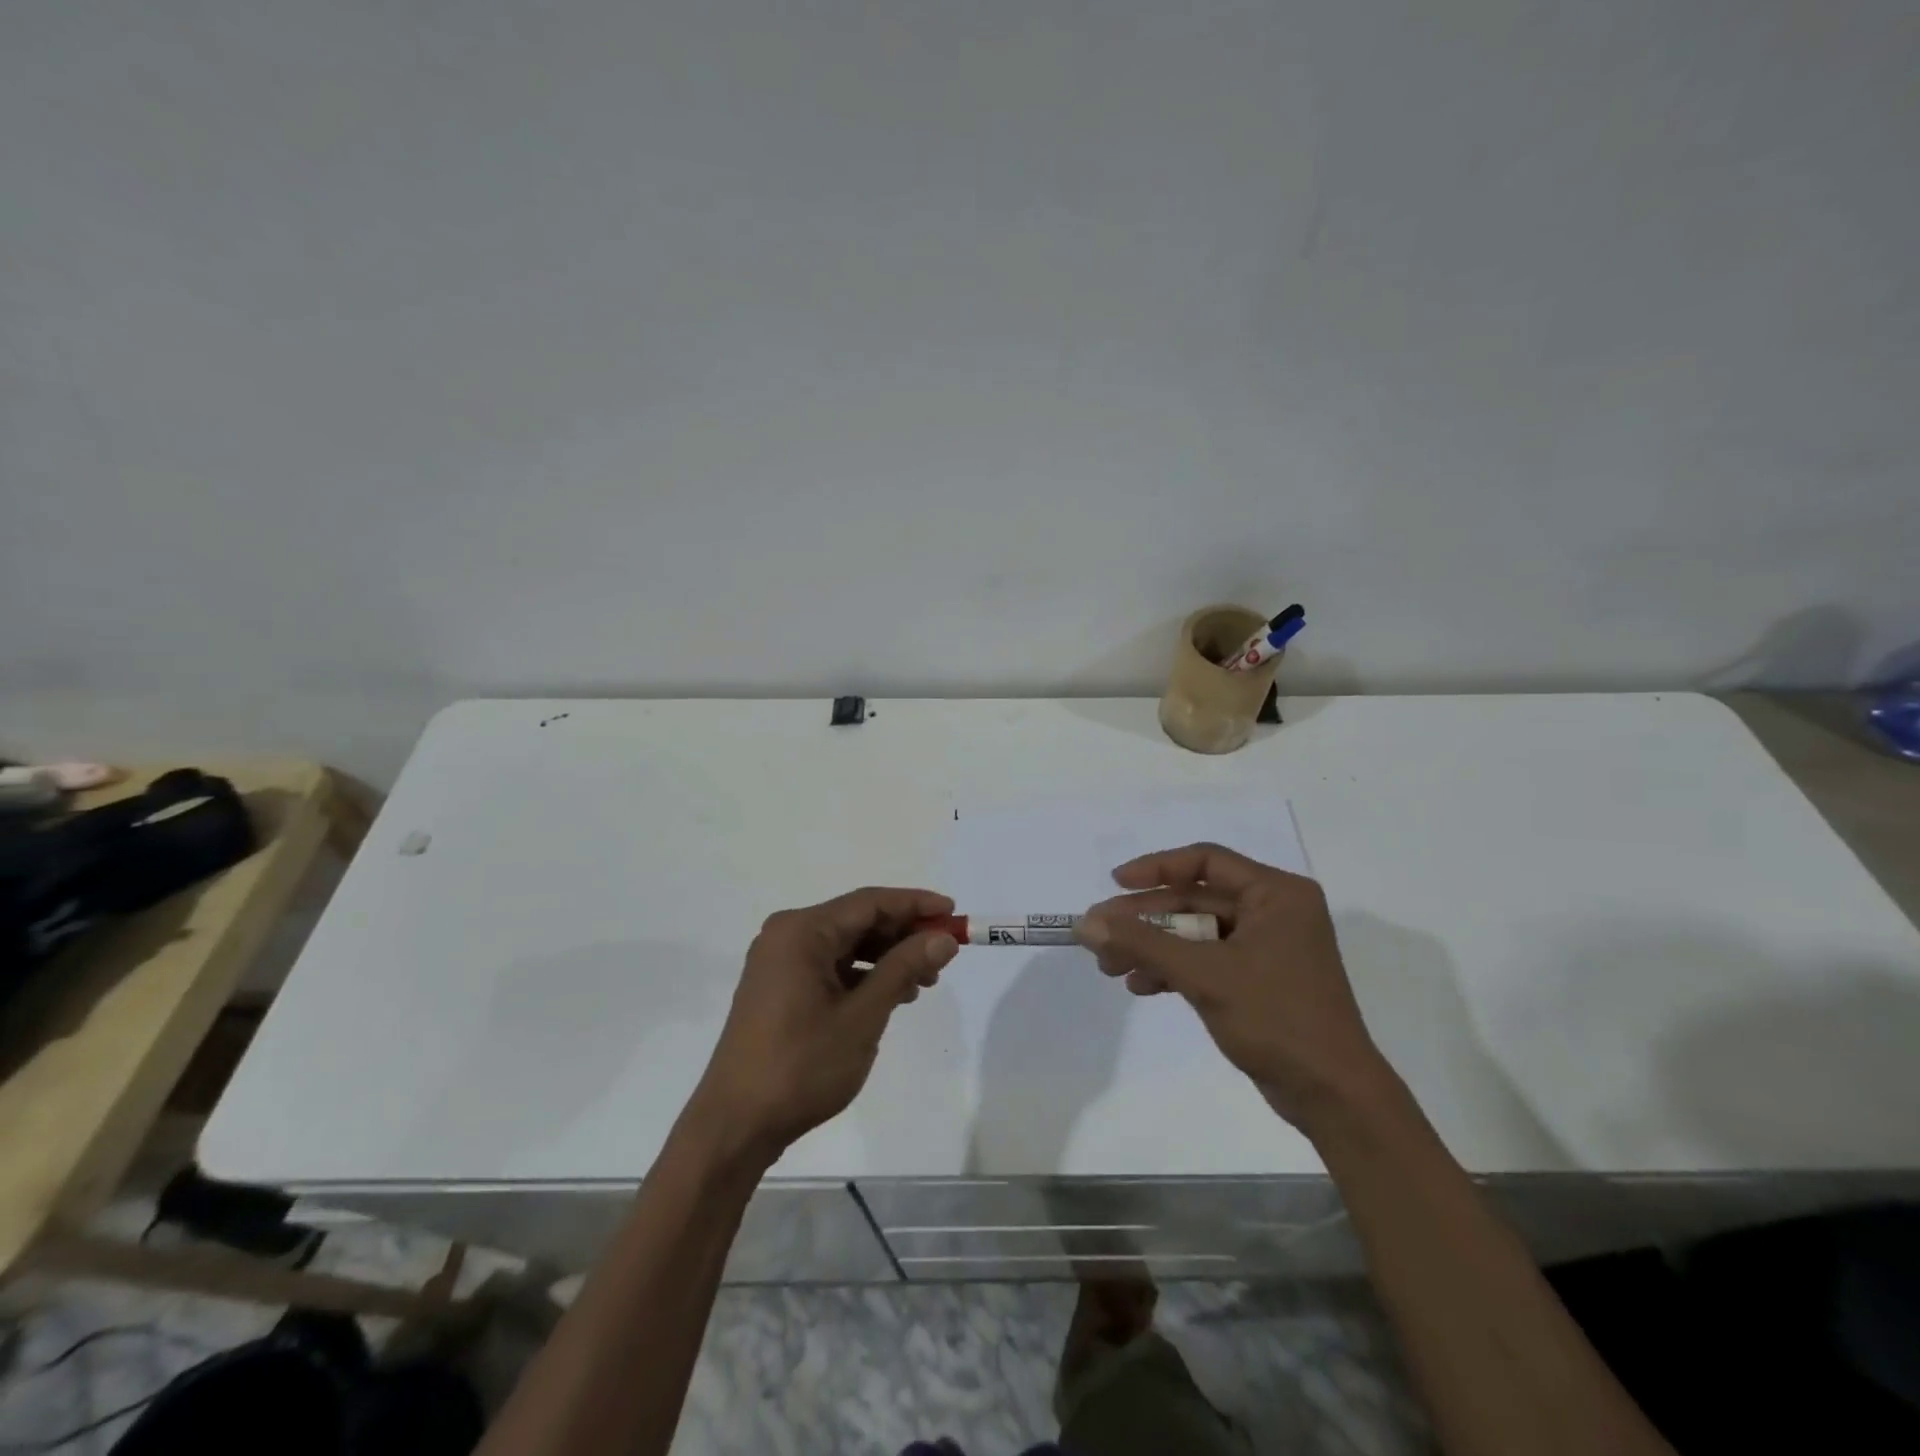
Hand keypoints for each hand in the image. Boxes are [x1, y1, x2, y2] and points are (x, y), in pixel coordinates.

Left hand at [693, 887, 958, 1160]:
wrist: (736, 1125)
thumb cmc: (801, 1065)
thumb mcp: (862, 1015)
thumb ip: (904, 968)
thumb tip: (944, 938)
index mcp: (801, 931)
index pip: (869, 902)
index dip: (915, 905)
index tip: (953, 914)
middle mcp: (787, 935)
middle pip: (857, 920)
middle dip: (903, 934)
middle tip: (944, 954)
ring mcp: (779, 962)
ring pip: (846, 945)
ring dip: (886, 957)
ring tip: (925, 981)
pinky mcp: (779, 988)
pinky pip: (830, 966)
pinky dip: (862, 975)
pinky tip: (891, 995)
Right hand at [1078, 843, 1393, 1132]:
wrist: (1333, 1097)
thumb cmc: (1276, 1019)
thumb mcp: (1204, 974)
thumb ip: (1143, 943)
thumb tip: (1086, 924)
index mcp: (1276, 894)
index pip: (1206, 862)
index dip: (1156, 868)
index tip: (1116, 884)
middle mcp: (1274, 911)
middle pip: (1195, 900)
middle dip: (1146, 920)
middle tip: (1100, 935)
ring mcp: (1267, 947)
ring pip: (1196, 933)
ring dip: (1153, 947)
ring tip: (1110, 968)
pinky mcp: (1259, 979)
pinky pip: (1206, 959)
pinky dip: (1174, 969)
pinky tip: (1141, 985)